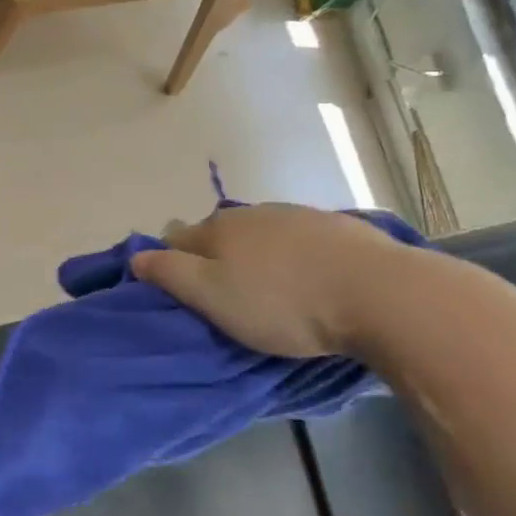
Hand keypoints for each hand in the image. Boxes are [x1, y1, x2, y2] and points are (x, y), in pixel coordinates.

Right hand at [131, 203, 411, 357]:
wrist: (380, 294)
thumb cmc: (283, 303)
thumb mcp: (212, 297)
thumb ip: (169, 274)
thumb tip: (135, 256)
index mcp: (218, 228)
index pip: (175, 239)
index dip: (170, 264)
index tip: (181, 295)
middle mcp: (253, 212)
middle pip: (218, 234)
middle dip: (213, 259)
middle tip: (225, 299)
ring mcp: (298, 216)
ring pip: (260, 236)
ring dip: (255, 257)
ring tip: (268, 293)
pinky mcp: (338, 228)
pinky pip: (298, 241)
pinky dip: (292, 258)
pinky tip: (307, 280)